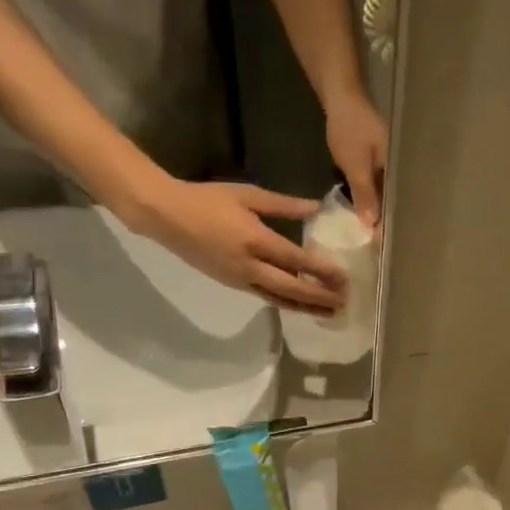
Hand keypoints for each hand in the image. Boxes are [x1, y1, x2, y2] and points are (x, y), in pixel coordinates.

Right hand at [121, 173, 348, 313]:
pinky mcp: (232, 284)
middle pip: (292, 287)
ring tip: (330, 314)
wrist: (165, 215)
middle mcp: (250, 265)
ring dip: (306, 307)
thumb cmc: (207, 199)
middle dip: (319, 297)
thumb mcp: (249, 195)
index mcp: (256, 239)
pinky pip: (265, 297)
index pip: (297, 260)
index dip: (322, 271)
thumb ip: (284, 205)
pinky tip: (301, 306)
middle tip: (344, 303)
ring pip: (279, 298)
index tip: (344, 279)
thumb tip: (315, 207)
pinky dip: (286, 303)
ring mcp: (240, 278)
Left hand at [324, 85, 387, 227]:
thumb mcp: (356, 166)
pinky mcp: (374, 156)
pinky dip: (368, 192)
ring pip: (383, 189)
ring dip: (375, 205)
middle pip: (393, 197)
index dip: (390, 221)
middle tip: (375, 241)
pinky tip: (362, 205)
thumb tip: (372, 225)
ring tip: (369, 229)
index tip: (382, 243)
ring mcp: (387, 160)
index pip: (399, 202)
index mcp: (400, 168)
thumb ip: (365, 195)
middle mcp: (398, 165)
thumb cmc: (350, 129)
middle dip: (384, 217)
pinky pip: (374, 180)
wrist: (339, 94)